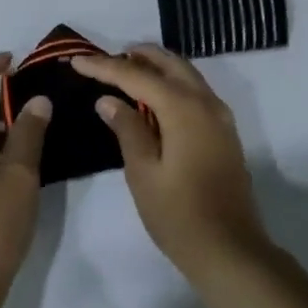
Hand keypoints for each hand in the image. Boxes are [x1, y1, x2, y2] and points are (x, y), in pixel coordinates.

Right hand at [72, 45, 268, 281]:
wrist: (230, 250)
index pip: (137, 76)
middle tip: (105, 61)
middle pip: (168, 63)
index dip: (105, 67)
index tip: (77, 61)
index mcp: (184, 108)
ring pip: (186, 74)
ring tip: (125, 72)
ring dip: (156, 67)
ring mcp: (220, 116)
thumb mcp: (143, 173)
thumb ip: (127, 129)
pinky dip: (172, 83)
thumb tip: (109, 100)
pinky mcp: (224, 131)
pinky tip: (153, 99)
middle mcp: (206, 102)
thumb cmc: (179, 215)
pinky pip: (195, 91)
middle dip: (136, 56)